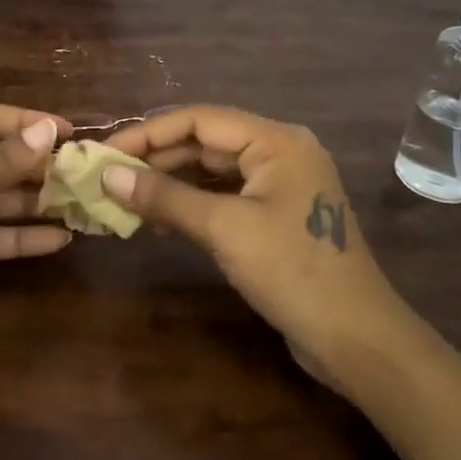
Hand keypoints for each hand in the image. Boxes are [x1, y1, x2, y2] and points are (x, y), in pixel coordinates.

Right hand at [101, 106, 406, 382]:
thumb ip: (164, 197)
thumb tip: (108, 176)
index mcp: (275, 141)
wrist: (356, 339)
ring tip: (124, 198)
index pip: (199, 120)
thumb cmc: (292, 271)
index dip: (147, 133)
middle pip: (205, 142)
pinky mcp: (275, 216)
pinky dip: (190, 204)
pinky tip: (157, 219)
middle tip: (108, 177)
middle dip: (155, 158)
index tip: (105, 153)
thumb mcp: (224, 229)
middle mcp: (279, 152)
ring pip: (212, 171)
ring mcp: (279, 185)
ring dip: (169, 182)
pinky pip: (224, 196)